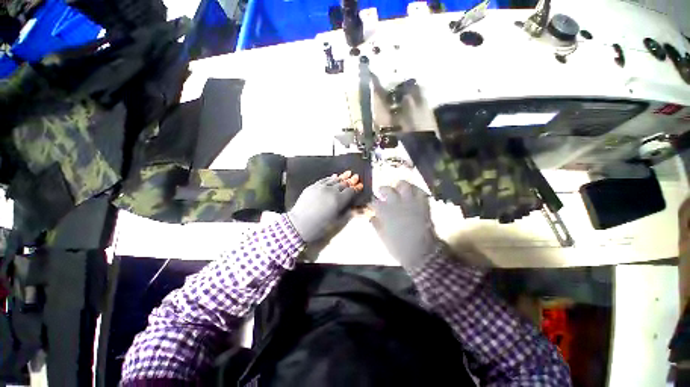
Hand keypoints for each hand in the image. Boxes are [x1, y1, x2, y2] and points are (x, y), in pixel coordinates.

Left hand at [288, 171, 363, 242]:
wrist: (299, 224)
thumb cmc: (320, 226)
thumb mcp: (337, 221)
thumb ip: (349, 213)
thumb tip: (360, 209)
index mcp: (339, 200)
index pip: (350, 191)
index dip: (356, 188)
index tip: (360, 185)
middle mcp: (331, 191)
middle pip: (343, 184)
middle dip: (351, 180)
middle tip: (356, 176)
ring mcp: (321, 187)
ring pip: (334, 180)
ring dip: (342, 177)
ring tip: (348, 173)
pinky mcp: (313, 186)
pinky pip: (324, 180)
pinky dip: (330, 178)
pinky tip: (334, 176)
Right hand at [371, 181, 439, 269]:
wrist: (421, 252)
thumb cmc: (398, 247)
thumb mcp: (383, 237)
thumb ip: (376, 225)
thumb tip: (372, 217)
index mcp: (384, 211)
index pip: (374, 201)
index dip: (372, 202)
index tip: (372, 204)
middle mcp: (396, 203)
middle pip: (387, 189)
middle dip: (383, 189)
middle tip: (382, 192)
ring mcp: (410, 202)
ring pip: (404, 185)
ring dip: (399, 186)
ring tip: (398, 189)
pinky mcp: (423, 204)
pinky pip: (420, 191)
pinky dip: (416, 190)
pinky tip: (413, 193)